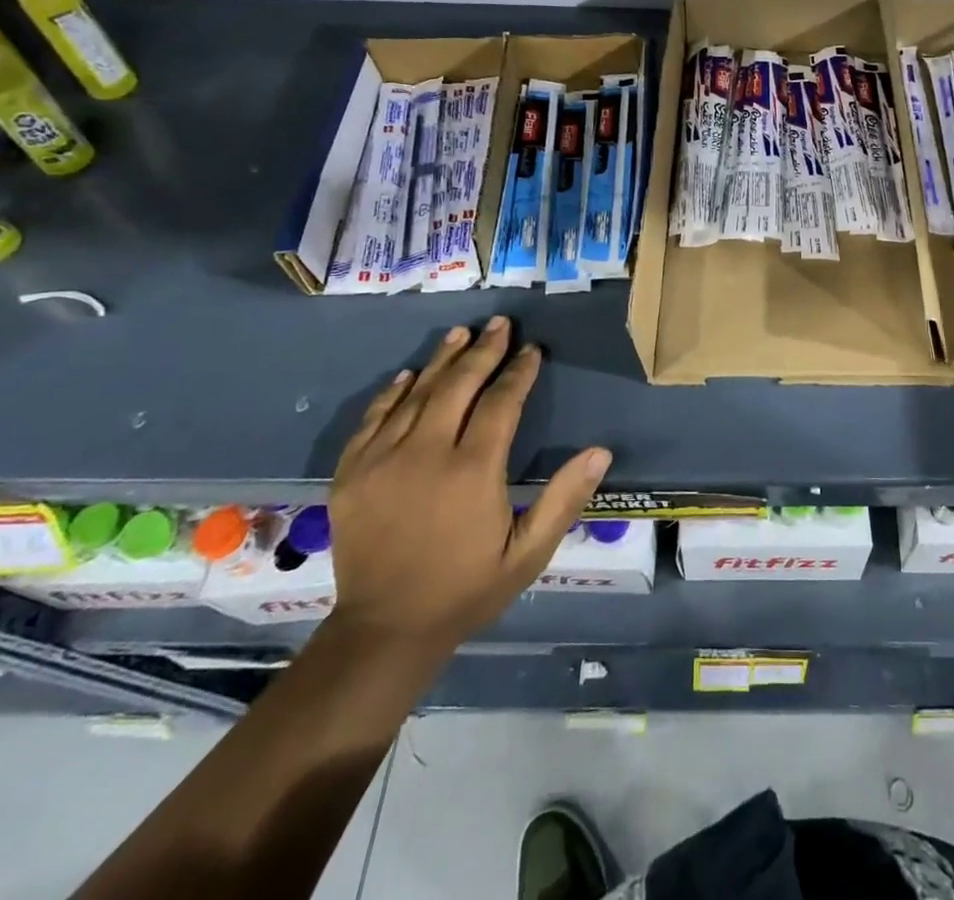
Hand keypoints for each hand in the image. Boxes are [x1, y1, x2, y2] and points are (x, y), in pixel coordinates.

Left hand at [327, 316, 611, 660]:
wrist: (385, 629)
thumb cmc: (467, 588)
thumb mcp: (528, 553)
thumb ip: (564, 499)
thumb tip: (601, 451)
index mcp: (472, 471)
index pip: (501, 402)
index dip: (519, 372)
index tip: (532, 350)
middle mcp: (426, 453)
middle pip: (458, 386)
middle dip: (483, 351)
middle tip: (499, 323)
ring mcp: (382, 460)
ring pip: (417, 393)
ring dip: (443, 360)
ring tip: (461, 333)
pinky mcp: (352, 472)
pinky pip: (374, 418)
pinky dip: (394, 391)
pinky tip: (409, 373)